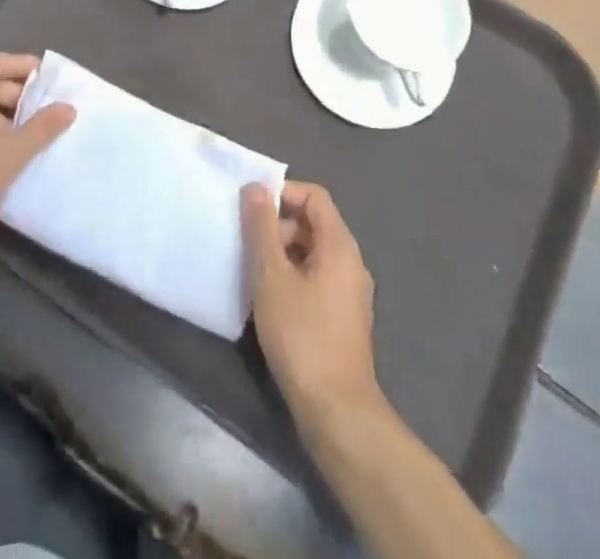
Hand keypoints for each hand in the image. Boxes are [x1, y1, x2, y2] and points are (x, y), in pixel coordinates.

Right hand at [242, 181, 381, 425]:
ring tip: (253, 275)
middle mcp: (352, 262)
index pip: (314, 196)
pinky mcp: (344, 318)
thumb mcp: (271, 277)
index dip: (283, 193)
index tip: (252, 209)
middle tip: (247, 245)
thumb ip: (262, 228)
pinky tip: (270, 301)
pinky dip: (293, 278)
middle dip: (279, 226)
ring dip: (283, 254)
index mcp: (340, 245)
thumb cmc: (302, 336)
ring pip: (313, 253)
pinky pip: (317, 278)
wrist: (337, 412)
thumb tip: (255, 187)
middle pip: (314, 223)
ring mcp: (351, 292)